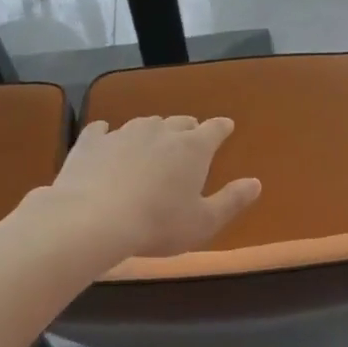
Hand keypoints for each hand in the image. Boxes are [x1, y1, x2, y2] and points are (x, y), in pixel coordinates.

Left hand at [45, 115, 260, 261]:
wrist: (93, 219)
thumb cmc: (158, 224)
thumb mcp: (204, 222)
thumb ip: (232, 201)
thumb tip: (256, 183)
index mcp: (193, 148)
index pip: (214, 129)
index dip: (222, 128)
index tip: (226, 127)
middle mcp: (160, 131)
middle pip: (179, 122)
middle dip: (187, 129)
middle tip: (189, 138)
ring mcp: (123, 133)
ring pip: (144, 124)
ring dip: (152, 132)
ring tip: (151, 144)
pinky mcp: (91, 142)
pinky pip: (102, 130)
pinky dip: (108, 134)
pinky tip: (105, 138)